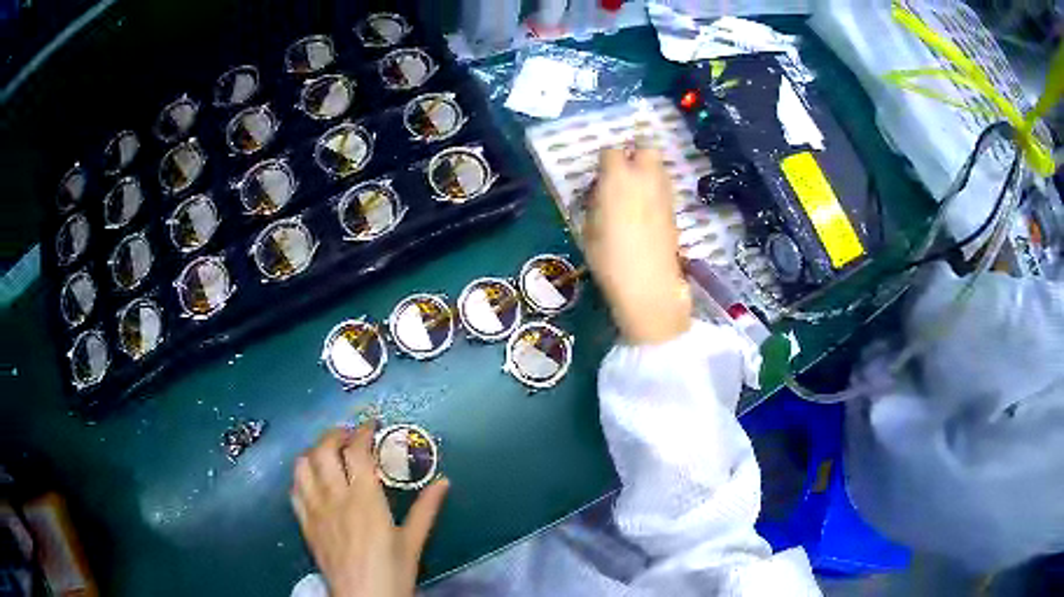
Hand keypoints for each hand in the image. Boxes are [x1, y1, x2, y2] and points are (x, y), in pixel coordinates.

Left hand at [291, 423, 449, 596]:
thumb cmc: (392, 571)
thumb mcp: (413, 541)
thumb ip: (426, 509)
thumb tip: (444, 482)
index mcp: (365, 500)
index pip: (356, 452)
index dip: (362, 431)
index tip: (371, 424)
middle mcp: (335, 497)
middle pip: (323, 450)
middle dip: (334, 434)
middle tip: (348, 435)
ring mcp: (315, 509)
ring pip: (303, 466)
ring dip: (314, 451)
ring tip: (327, 453)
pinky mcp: (305, 523)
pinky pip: (295, 489)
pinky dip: (301, 476)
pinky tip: (312, 479)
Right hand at [584, 146, 691, 344]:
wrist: (648, 284)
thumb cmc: (609, 258)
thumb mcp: (589, 228)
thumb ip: (595, 202)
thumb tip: (601, 193)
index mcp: (618, 178)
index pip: (611, 151)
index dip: (604, 160)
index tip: (598, 175)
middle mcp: (645, 178)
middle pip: (646, 148)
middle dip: (634, 154)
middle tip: (622, 171)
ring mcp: (664, 193)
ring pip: (659, 166)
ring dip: (647, 170)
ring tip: (634, 190)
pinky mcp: (674, 210)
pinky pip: (664, 187)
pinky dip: (655, 189)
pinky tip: (645, 208)